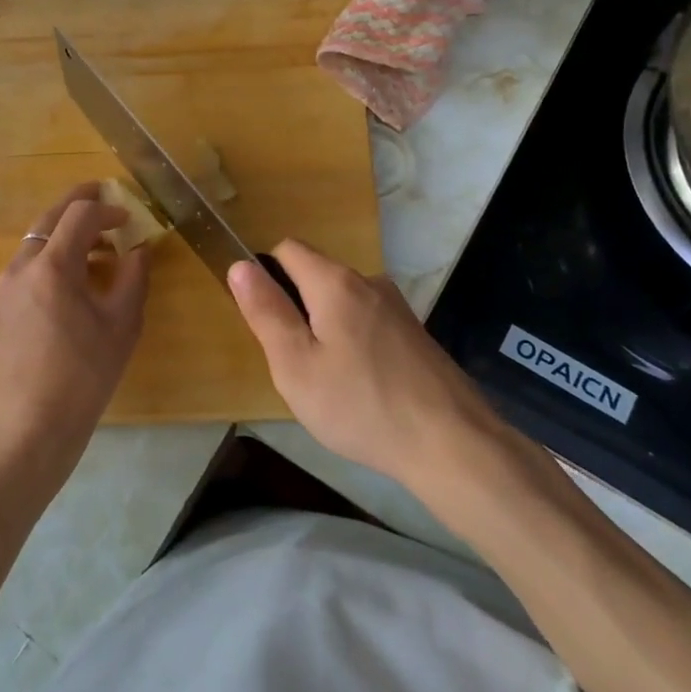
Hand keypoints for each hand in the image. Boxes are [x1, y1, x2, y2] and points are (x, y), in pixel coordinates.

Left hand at [0, 183, 149, 484]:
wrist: (28, 425)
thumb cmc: (83, 376)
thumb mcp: (122, 325)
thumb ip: (134, 277)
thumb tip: (140, 247)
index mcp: (52, 266)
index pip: (80, 214)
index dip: (108, 208)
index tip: (130, 219)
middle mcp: (22, 266)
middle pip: (50, 217)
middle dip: (80, 204)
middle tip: (105, 199)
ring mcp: (6, 286)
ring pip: (37, 239)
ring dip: (66, 232)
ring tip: (99, 248)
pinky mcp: (1, 305)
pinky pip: (28, 264)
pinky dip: (53, 256)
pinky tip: (75, 280)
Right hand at [228, 241, 496, 487]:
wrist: (451, 442)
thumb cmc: (360, 405)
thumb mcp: (296, 365)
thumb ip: (266, 312)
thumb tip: (240, 265)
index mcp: (335, 282)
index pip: (287, 249)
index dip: (267, 276)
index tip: (267, 321)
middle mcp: (368, 281)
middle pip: (316, 275)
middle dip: (296, 309)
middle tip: (296, 363)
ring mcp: (397, 306)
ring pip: (343, 301)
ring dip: (326, 328)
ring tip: (329, 382)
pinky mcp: (414, 332)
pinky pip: (368, 321)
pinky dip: (354, 342)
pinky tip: (362, 387)